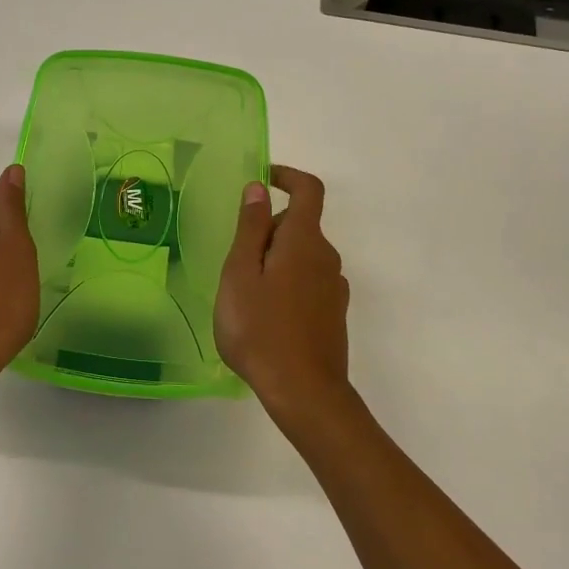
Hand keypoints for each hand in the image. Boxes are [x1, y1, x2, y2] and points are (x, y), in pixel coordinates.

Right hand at [215, 165, 352, 423]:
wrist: (304, 392)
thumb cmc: (260, 328)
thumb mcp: (240, 274)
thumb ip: (250, 228)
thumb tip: (258, 188)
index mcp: (304, 241)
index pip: (308, 190)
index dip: (287, 176)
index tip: (262, 179)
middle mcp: (326, 257)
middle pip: (299, 224)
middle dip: (267, 229)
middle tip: (235, 262)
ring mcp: (334, 287)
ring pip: (302, 255)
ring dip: (275, 260)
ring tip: (245, 294)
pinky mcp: (333, 313)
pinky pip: (308, 281)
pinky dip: (286, 282)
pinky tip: (265, 315)